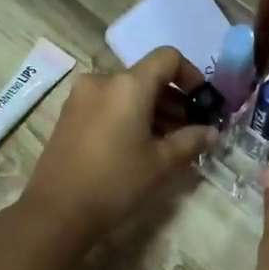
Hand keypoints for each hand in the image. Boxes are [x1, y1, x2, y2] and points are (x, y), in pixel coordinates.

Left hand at [19, 47, 215, 243]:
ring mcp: (80, 98)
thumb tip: (211, 132)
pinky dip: (128, 117)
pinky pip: (107, 105)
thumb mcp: (162, 164)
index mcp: (128, 85)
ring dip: (151, 110)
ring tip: (167, 143)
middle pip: (147, 77)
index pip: (167, 58)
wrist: (57, 211)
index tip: (203, 102)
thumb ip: (191, 140)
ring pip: (126, 93)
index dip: (192, 75)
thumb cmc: (116, 182)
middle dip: (173, 100)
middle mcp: (102, 81)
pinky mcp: (68, 116)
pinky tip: (137, 147)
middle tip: (191, 131)